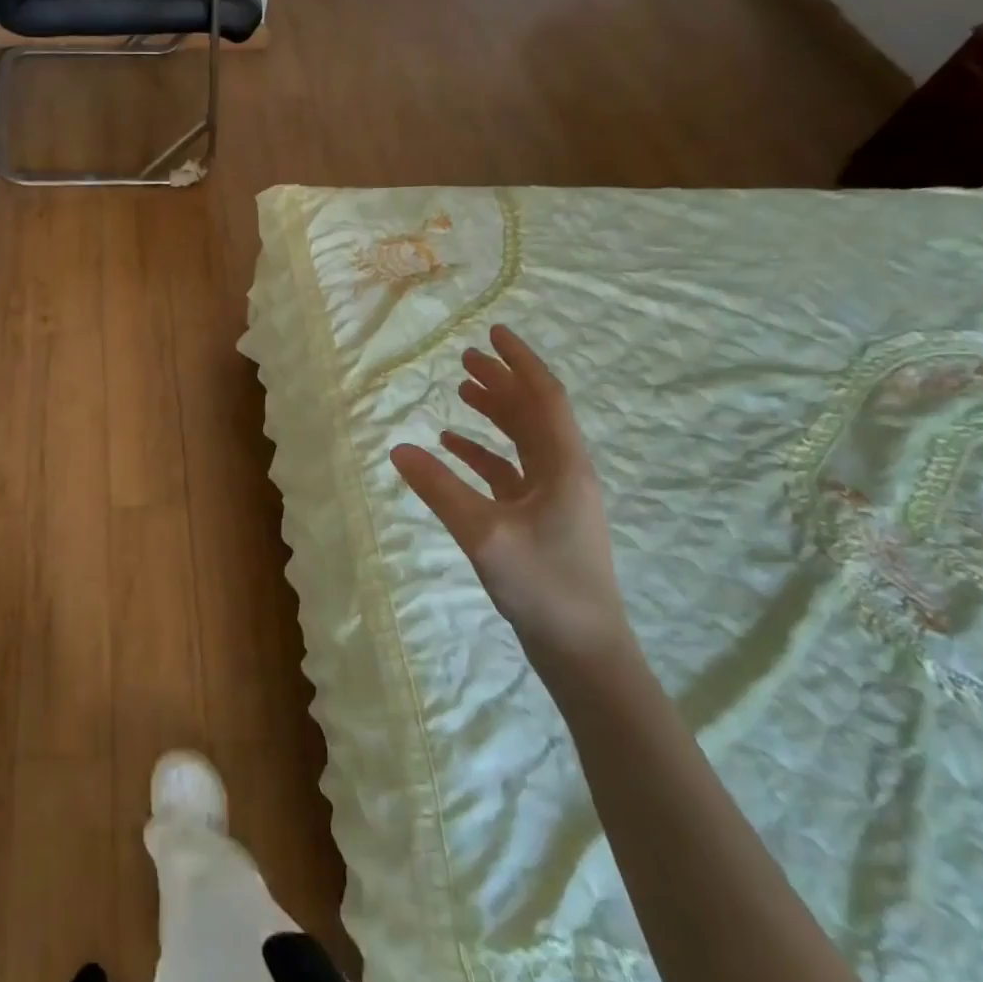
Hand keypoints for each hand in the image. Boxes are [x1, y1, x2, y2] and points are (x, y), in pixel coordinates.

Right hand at [390, 323, 630, 672]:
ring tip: (461, 389)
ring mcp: (555, 497)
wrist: (583, 649)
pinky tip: (453, 448)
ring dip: (494, 412)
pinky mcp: (541, 519)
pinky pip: (510, 471)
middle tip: (467, 355)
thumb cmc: (542, 584)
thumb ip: (439, 488)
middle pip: (533, 412)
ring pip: (523, 439)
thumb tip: (398, 449)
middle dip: (502, 381)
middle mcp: (564, 472)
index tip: (494, 332)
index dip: (519, 362)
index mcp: (563, 465)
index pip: (543, 397)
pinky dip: (484, 453)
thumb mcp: (483, 533)